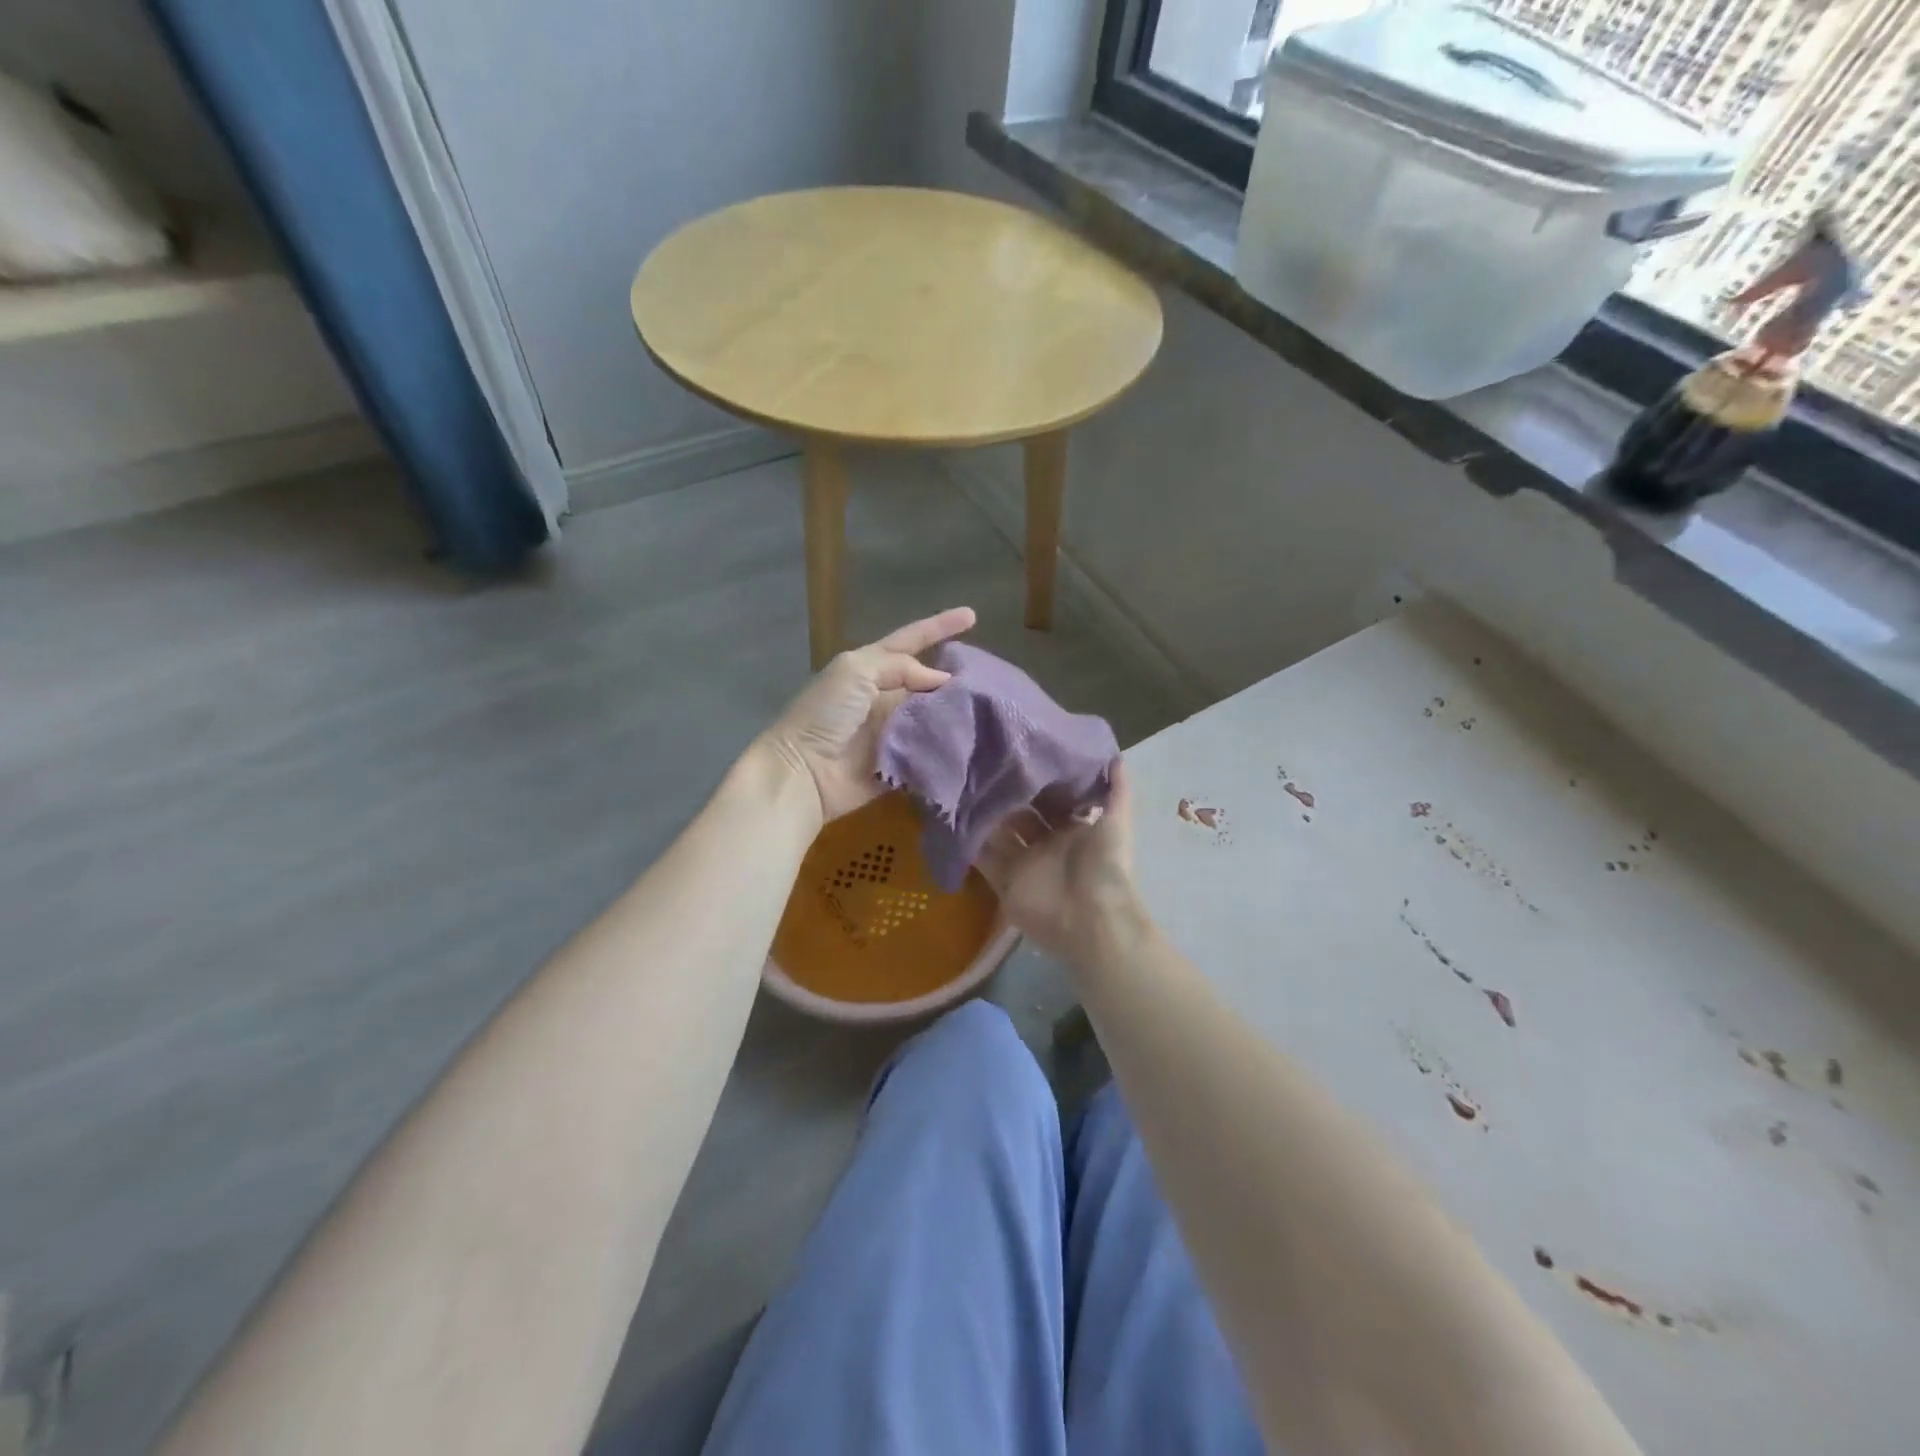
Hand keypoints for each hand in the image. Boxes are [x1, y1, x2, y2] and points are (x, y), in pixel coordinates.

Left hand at [760, 607, 976, 823]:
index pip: (910, 641)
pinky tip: (977, 739)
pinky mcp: (899, 762)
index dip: (939, 627)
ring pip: (933, 715)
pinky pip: (930, 749)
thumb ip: (900, 666)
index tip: (972, 615)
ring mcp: (892, 730)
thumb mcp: (856, 671)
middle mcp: (884, 696)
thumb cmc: (826, 714)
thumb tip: (940, 679)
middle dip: (955, 677)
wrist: (805, 770)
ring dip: (957, 711)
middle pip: (927, 680)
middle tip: (989, 677)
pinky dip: (949, 744)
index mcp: (871, 668)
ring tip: (990, 708)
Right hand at [978, 757, 1145, 962]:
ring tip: (964, 785)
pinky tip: (954, 819)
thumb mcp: (1116, 823)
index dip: (1039, 780)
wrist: (1089, 919)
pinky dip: (970, 844)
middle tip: (986, 765)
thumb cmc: (1104, 866)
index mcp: (1073, 828)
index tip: (1020, 752)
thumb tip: (1116, 755)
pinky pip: (983, 859)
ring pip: (999, 833)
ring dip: (985, 815)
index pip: (1052, 798)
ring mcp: (1024, 863)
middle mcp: (1047, 843)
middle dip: (1007, 794)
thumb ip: (1117, 790)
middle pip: (1022, 814)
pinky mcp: (1004, 882)